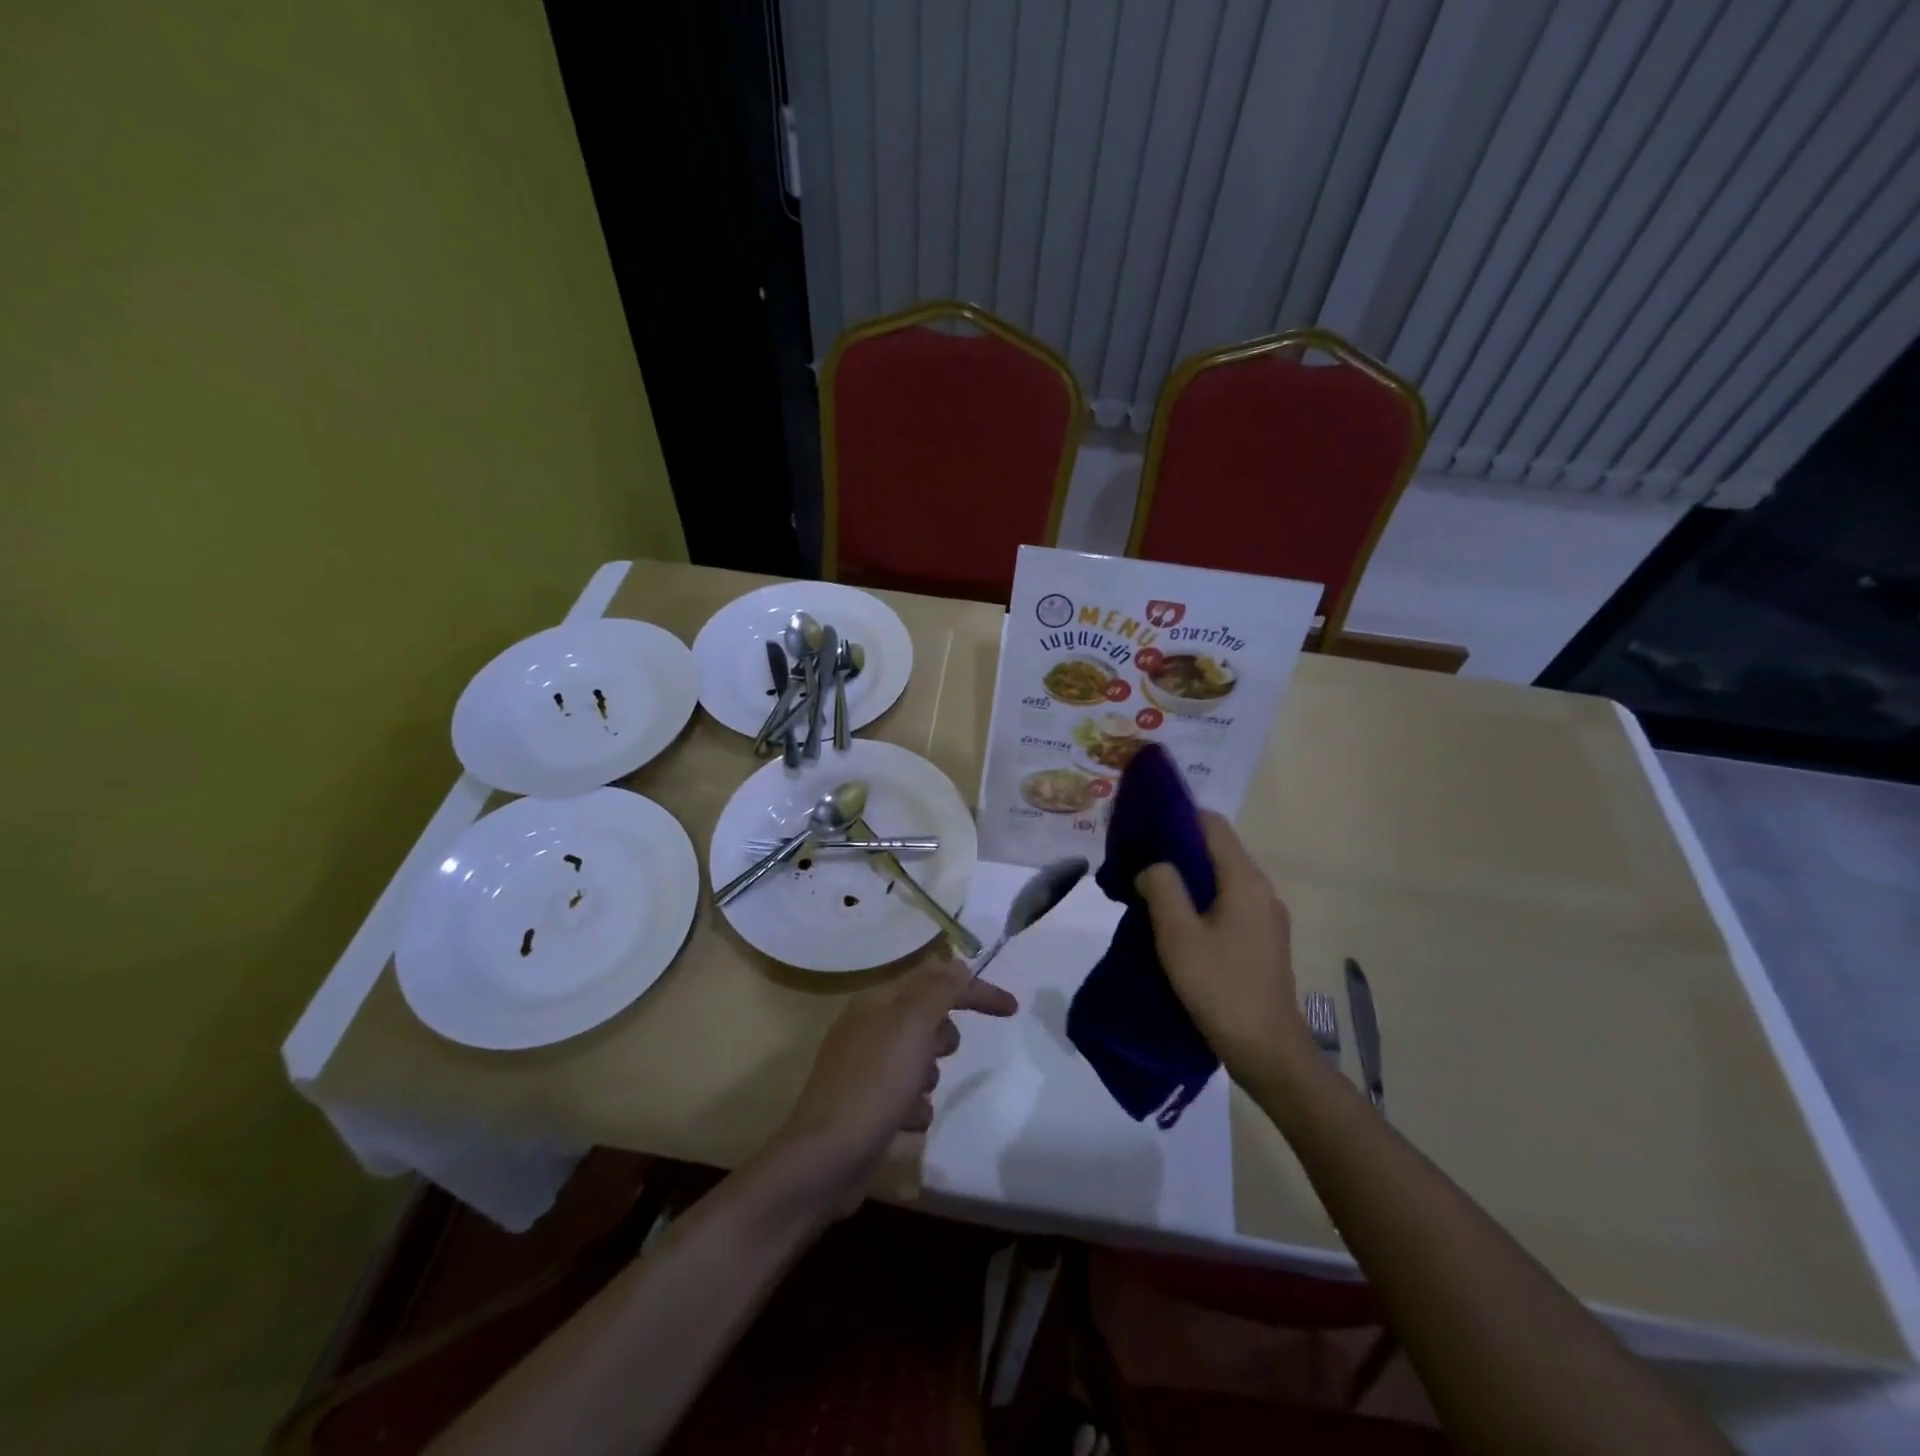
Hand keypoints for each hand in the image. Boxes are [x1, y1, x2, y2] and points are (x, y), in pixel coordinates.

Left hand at [779, 960, 1017, 1206]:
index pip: (933, 979)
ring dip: (927, 1081)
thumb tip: (960, 966)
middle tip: (934, 1055)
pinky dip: (913, 1111)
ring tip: (911, 1098)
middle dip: (941, 1040)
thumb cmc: (874, 1084)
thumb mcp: (912, 1025)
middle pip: (928, 1021)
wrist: (826, 1160)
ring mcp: (865, 1070)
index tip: (1011, 1009)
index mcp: (875, 1002)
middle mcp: (868, 1029)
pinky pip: (908, 1100)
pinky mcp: (867, 1108)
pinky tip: (902, 1125)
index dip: (973, 989)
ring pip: (921, 1063)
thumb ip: (940, 990)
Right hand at [1135, 811, 1311, 1078]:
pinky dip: (1200, 901)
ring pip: (1221, 879)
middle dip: (1176, 849)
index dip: (1177, 817)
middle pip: (1217, 850)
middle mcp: (1261, 890)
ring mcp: (1266, 916)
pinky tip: (1174, 923)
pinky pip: (1228, 903)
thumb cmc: (1220, 988)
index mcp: (1245, 881)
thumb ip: (1161, 888)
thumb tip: (1153, 867)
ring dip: (1186, 878)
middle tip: (1137, 861)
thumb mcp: (1178, 935)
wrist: (1267, 1051)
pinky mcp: (1262, 939)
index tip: (1142, 827)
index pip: (1212, 824)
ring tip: (1149, 891)